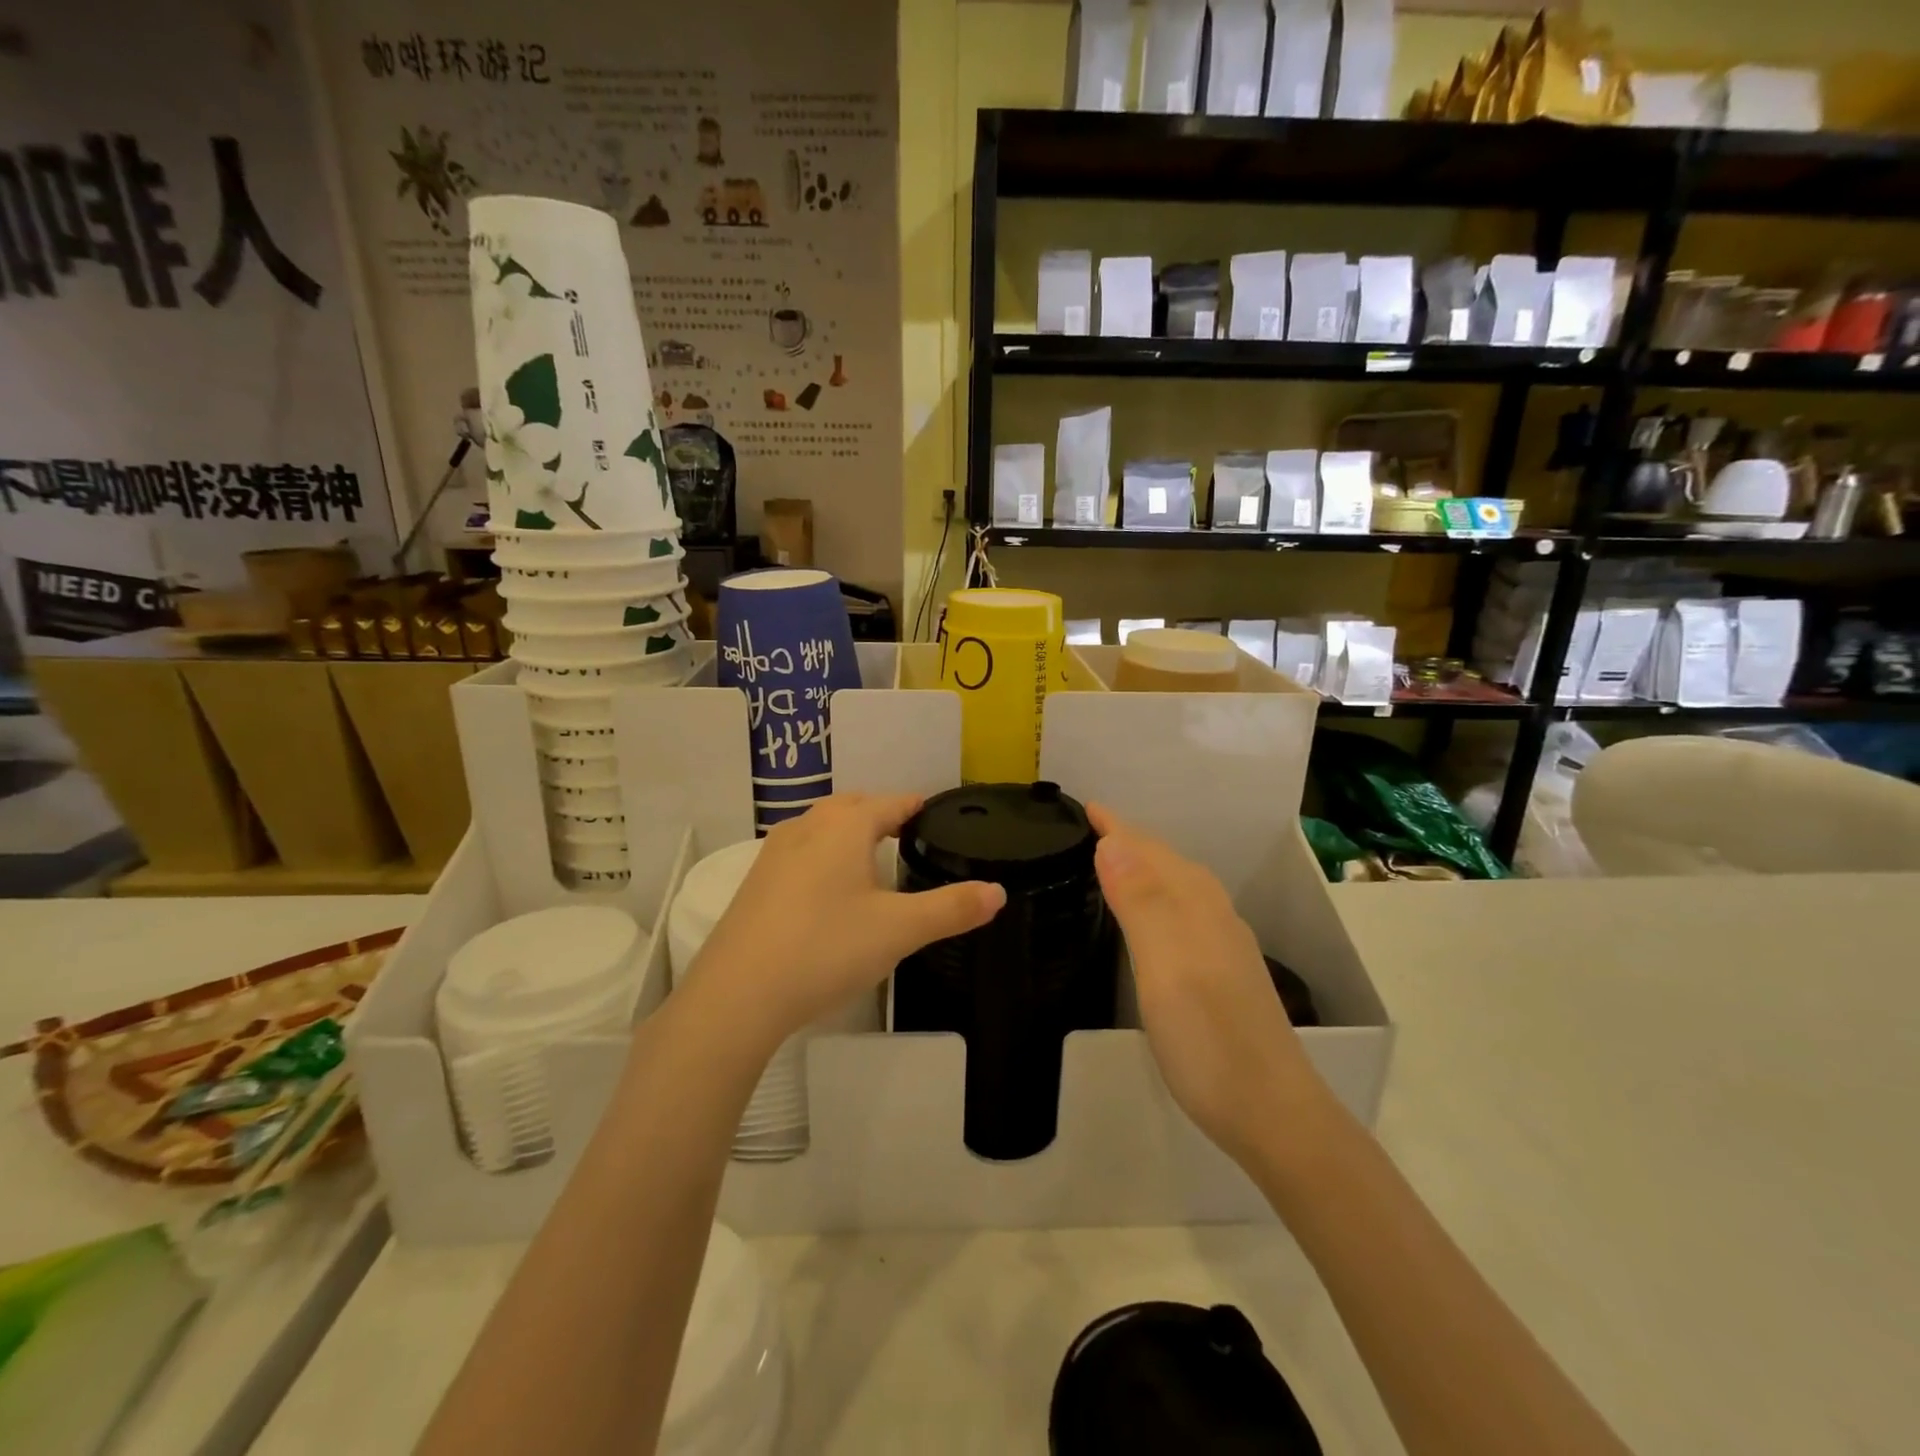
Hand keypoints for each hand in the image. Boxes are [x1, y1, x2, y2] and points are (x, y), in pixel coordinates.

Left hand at [687, 794, 1004, 1048]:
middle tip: (909, 837)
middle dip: (881, 815)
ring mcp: (774, 854)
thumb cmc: (826, 949)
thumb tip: (997, 892)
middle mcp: (807, 828)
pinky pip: (799, 853)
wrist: (737, 996)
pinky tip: (828, 892)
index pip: (891, 802)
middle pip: (852, 807)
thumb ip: (951, 908)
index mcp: (844, 827)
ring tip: (871, 860)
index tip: (937, 816)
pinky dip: (822, 857)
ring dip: (848, 833)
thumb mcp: (899, 931)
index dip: (917, 807)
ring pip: (821, 827)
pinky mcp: (755, 884)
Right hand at [1088, 805, 1320, 1158]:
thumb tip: (1112, 840)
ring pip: (1179, 886)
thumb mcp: (1164, 966)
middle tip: (1089, 828)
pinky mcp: (1224, 973)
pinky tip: (1152, 919)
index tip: (1084, 805)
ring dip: (1146, 866)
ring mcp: (1223, 944)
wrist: (1272, 1112)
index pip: (1147, 850)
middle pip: (1166, 862)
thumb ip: (1139, 901)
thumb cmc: (1208, 1038)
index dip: (1116, 827)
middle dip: (1130, 839)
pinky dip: (1159, 897)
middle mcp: (1213, 914)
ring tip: (1113, 862)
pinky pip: (1184, 912)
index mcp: (1194, 905)